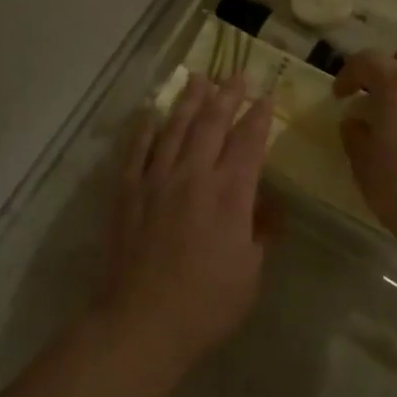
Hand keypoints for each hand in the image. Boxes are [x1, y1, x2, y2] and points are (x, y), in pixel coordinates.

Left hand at [95, 74, 279, 365]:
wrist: (142, 322)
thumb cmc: (207, 304)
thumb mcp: (251, 272)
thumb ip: (261, 232)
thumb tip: (268, 206)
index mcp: (229, 193)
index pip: (248, 142)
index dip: (259, 116)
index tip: (267, 96)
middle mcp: (193, 175)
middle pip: (212, 124)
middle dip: (227, 96)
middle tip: (236, 74)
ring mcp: (156, 180)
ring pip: (175, 128)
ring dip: (189, 101)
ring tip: (198, 78)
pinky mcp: (128, 192)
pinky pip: (137, 150)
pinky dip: (145, 128)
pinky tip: (151, 112)